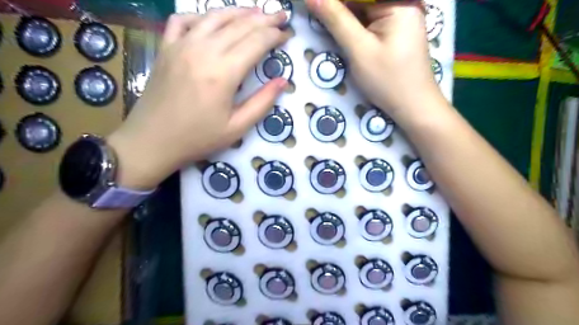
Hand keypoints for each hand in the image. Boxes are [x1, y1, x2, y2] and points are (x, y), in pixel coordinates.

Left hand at [107, 9, 291, 188]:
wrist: (152, 141)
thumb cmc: (198, 138)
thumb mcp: (237, 128)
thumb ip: (262, 102)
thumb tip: (283, 81)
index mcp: (223, 72)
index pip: (256, 42)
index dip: (275, 35)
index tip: (287, 34)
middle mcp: (203, 50)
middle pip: (239, 25)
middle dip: (264, 18)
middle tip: (280, 15)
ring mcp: (181, 45)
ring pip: (214, 16)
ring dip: (238, 12)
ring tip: (256, 11)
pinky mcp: (166, 48)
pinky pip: (183, 20)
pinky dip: (201, 15)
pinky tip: (212, 20)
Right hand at [305, 0, 443, 122]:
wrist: (413, 106)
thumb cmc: (388, 80)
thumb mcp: (359, 49)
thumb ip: (335, 20)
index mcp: (398, 2)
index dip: (333, 2)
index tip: (312, 6)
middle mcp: (401, 4)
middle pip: (361, 2)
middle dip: (337, 10)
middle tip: (315, 14)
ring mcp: (400, 18)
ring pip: (363, 11)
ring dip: (343, 19)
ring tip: (324, 23)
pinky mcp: (395, 32)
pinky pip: (369, 23)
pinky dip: (353, 28)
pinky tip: (341, 33)